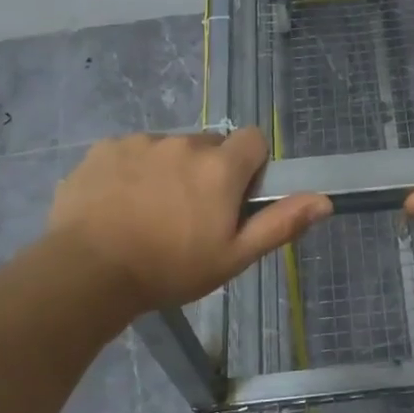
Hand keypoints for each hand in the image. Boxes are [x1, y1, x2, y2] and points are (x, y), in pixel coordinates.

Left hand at [47, 128, 329, 311]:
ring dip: (169, 170)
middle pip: (209, 145)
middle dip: (207, 171)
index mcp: (220, 166)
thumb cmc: (170, 268)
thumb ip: (280, 223)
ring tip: (149, 212)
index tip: (234, 197)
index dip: (250, 166)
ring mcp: (141, 142)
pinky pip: (130, 152)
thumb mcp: (233, 256)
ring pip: (169, 149)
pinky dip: (131, 171)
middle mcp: (184, 143)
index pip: (253, 140)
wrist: (88, 272)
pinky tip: (118, 204)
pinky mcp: (104, 149)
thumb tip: (325, 200)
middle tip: (190, 213)